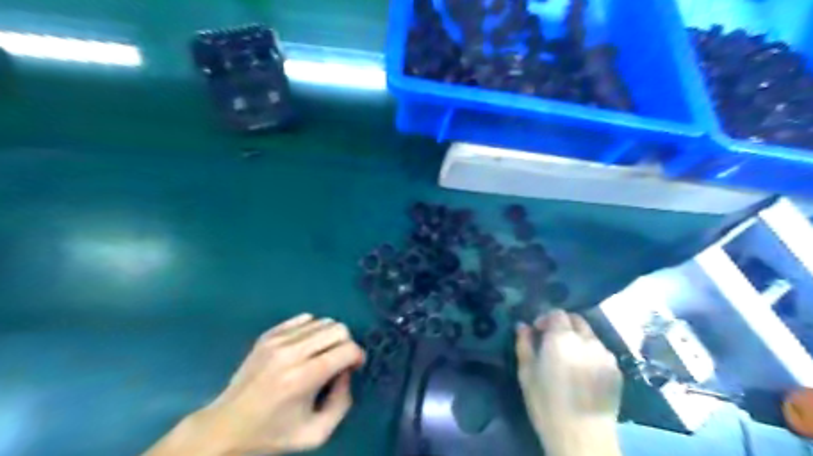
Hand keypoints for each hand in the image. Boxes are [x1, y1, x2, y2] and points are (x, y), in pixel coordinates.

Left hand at [146, 313, 365, 454]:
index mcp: (302, 378)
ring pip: (323, 321)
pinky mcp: (268, 335)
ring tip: (322, 355)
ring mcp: (277, 340)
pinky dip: (313, 330)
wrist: (225, 427)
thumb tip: (347, 372)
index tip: (354, 368)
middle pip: (338, 328)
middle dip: (346, 344)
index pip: (347, 349)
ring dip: (330, 337)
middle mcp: (290, 353)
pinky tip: (306, 347)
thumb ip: (342, 403)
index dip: (358, 356)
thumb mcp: (316, 434)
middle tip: (340, 361)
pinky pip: (304, 318)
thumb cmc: (272, 434)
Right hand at [514, 309, 623, 455]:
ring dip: (578, 339)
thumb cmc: (546, 403)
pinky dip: (591, 353)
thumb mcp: (526, 372)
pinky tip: (583, 371)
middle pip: (577, 320)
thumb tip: (522, 325)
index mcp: (562, 338)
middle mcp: (587, 340)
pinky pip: (601, 352)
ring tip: (569, 358)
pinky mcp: (616, 370)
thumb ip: (524, 343)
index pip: (557, 313)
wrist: (582, 436)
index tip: (537, 331)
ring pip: (590, 335)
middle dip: (563, 325)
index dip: (545, 318)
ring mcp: (605, 355)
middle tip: (552, 341)